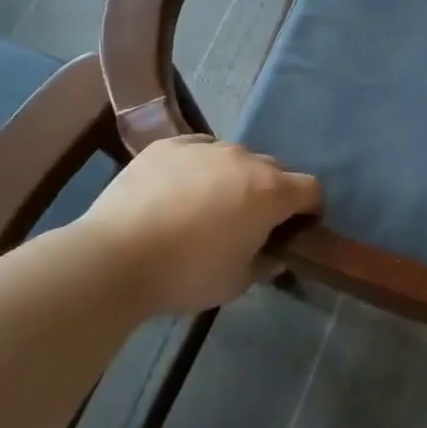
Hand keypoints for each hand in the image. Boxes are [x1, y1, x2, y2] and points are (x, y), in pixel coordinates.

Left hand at [81, 136, 320, 314]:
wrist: (115, 257)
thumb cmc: (187, 274)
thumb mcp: (237, 282)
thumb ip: (266, 264)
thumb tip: (274, 255)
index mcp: (270, 192)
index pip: (311, 189)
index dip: (311, 210)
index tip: (297, 230)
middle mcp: (244, 159)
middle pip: (274, 170)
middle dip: (272, 193)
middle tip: (251, 223)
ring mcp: (204, 147)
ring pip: (235, 157)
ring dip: (235, 178)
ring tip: (209, 206)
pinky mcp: (168, 145)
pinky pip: (198, 149)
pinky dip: (200, 167)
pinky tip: (180, 190)